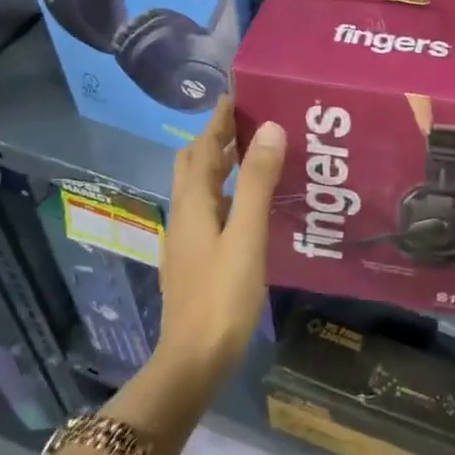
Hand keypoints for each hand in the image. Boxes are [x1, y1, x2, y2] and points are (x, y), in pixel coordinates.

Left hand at [157, 98, 286, 381]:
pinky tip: (248, 205)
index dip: (217, 121)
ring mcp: (187, 240)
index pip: (202, 148)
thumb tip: (269, 128)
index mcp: (193, 204)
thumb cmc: (222, 296)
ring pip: (201, 189)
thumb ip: (258, 183)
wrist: (194, 359)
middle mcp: (185, 215)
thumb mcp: (247, 236)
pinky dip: (226, 193)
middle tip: (248, 121)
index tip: (237, 95)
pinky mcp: (196, 260)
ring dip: (221, 165)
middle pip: (194, 165)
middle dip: (215, 139)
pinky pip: (209, 211)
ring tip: (254, 154)